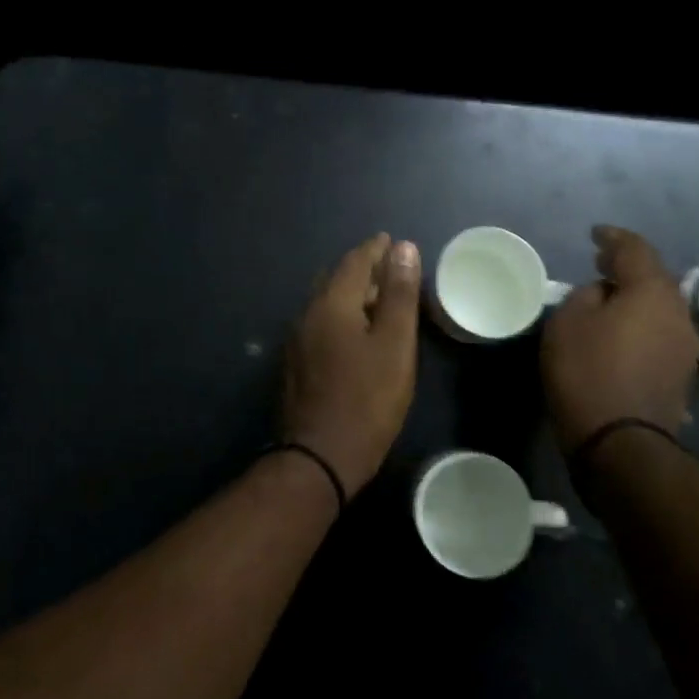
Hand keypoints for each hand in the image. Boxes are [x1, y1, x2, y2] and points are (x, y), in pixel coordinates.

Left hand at [282, 233, 421, 492]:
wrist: (319, 457)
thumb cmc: (367, 399)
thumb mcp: (394, 344)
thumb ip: (398, 294)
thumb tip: (402, 247)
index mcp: (331, 304)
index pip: (354, 262)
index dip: (375, 249)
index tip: (391, 241)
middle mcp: (307, 314)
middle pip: (336, 279)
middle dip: (362, 269)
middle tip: (388, 269)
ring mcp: (297, 342)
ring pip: (326, 303)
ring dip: (351, 294)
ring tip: (377, 298)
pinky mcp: (296, 366)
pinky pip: (320, 325)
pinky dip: (341, 317)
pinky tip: (355, 333)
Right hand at [541, 225, 698, 448]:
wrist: (620, 443)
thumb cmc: (588, 372)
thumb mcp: (568, 322)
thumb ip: (586, 296)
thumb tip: (604, 294)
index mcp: (652, 292)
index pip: (635, 249)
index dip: (614, 238)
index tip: (595, 234)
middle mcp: (677, 313)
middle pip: (654, 278)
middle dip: (628, 268)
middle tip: (601, 264)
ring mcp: (684, 347)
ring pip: (658, 309)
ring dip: (635, 299)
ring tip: (608, 299)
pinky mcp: (679, 375)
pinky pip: (658, 334)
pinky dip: (639, 325)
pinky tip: (620, 334)